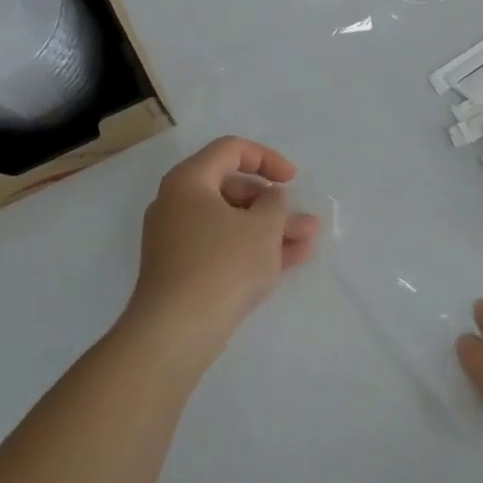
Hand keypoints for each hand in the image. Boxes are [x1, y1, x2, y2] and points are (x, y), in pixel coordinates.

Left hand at [124, 137, 319, 358]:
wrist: (176, 331)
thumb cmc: (223, 264)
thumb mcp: (263, 227)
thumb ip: (275, 204)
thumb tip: (270, 199)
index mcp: (189, 181)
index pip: (230, 150)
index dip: (267, 159)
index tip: (293, 179)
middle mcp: (176, 204)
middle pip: (232, 189)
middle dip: (273, 204)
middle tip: (302, 220)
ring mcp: (176, 240)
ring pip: (231, 223)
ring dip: (269, 229)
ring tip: (307, 241)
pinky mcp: (181, 270)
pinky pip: (222, 248)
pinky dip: (251, 249)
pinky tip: (288, 261)